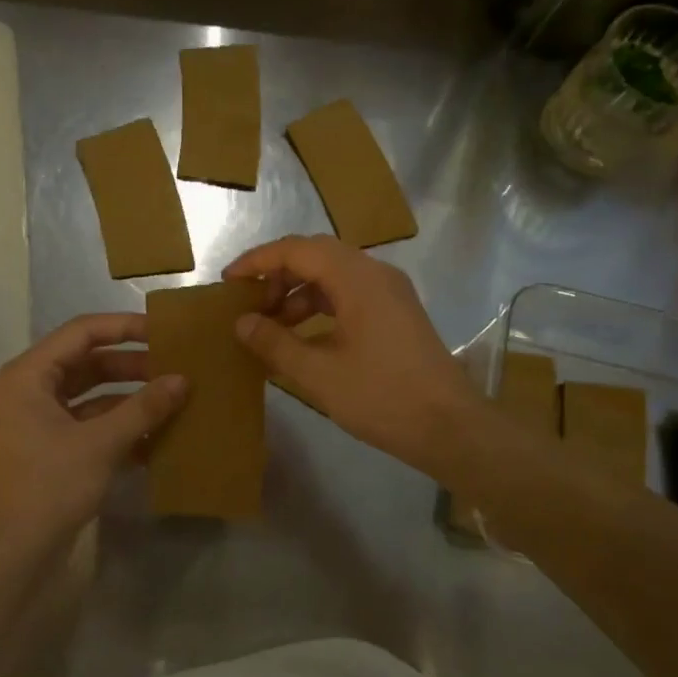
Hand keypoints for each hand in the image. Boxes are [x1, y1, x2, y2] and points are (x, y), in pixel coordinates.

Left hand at [0, 313, 186, 553]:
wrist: (11, 554)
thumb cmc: (49, 486)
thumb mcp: (101, 443)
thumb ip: (143, 408)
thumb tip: (182, 380)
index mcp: (32, 375)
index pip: (83, 332)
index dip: (125, 328)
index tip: (165, 333)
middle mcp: (34, 391)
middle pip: (90, 363)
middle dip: (134, 366)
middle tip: (177, 367)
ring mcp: (43, 422)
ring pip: (95, 396)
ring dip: (132, 398)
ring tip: (175, 399)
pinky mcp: (55, 450)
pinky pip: (93, 426)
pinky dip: (123, 428)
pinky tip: (159, 437)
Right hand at [223, 235, 482, 474]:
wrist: (450, 427)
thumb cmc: (381, 397)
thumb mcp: (318, 373)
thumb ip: (275, 343)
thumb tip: (242, 322)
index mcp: (358, 278)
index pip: (297, 250)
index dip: (258, 261)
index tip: (228, 281)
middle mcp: (376, 274)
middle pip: (316, 257)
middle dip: (278, 277)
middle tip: (249, 305)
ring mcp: (390, 294)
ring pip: (334, 277)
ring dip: (299, 295)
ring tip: (271, 327)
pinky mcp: (397, 314)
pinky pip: (350, 297)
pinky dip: (321, 309)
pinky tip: (302, 339)